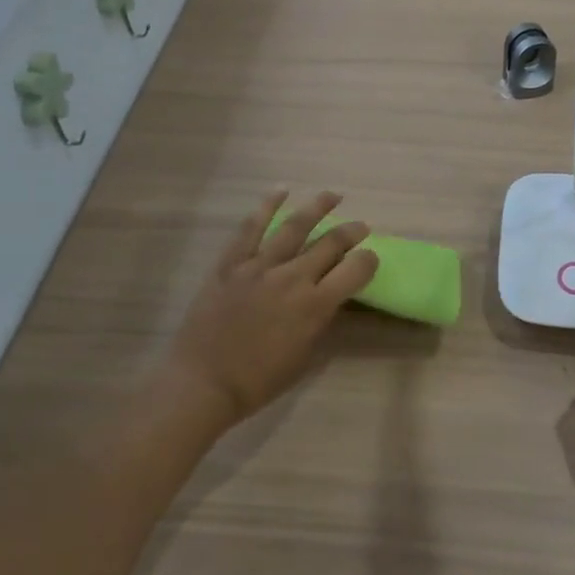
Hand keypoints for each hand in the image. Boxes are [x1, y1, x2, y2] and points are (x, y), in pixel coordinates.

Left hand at [162, 190, 379, 430]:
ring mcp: (259, 267)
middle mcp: (292, 278)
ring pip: (295, 227)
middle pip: (330, 243)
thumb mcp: (306, 355)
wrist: (203, 382)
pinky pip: (250, 229)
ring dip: (318, 207)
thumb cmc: (259, 380)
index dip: (369, 260)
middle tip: (361, 226)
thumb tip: (330, 297)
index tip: (371, 258)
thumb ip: (322, 320)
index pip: (355, 270)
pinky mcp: (231, 264)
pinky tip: (280, 192)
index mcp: (315, 305)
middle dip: (351, 232)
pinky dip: (266, 207)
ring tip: (332, 196)